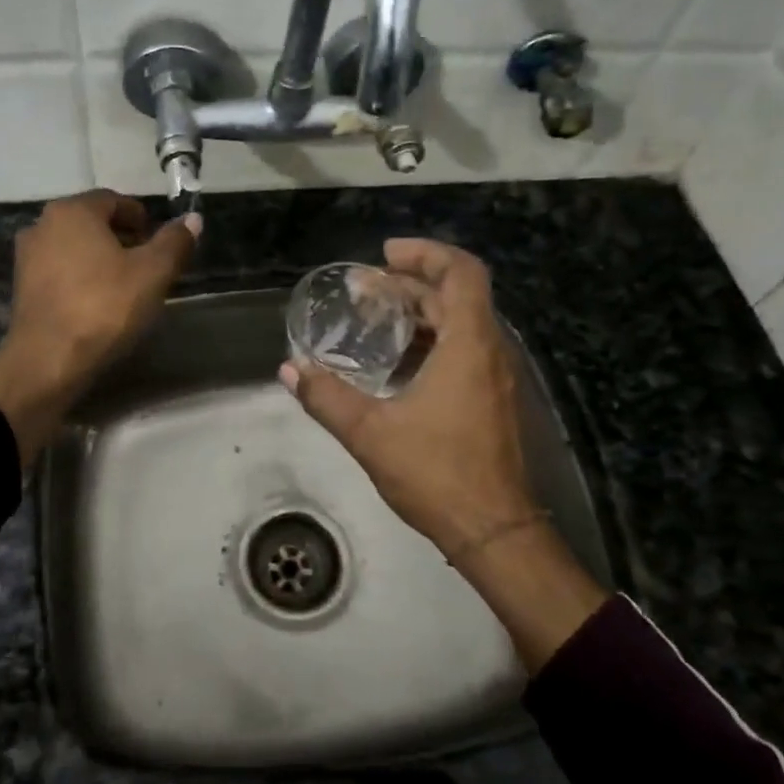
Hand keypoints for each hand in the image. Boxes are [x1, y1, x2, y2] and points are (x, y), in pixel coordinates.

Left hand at [0, 191, 199, 465]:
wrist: (48, 360)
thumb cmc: (104, 307)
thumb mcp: (152, 273)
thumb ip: (174, 242)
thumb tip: (193, 218)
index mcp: (73, 211)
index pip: (115, 200)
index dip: (142, 218)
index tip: (160, 243)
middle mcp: (43, 224)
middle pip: (92, 222)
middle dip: (122, 238)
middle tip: (148, 264)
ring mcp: (27, 256)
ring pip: (74, 247)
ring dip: (101, 258)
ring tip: (126, 286)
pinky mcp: (22, 287)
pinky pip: (60, 270)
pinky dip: (81, 277)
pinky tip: (98, 302)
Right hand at [281, 239, 605, 668]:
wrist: (495, 531)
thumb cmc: (437, 474)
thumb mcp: (370, 433)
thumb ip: (326, 397)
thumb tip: (289, 369)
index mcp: (469, 345)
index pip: (461, 272)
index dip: (425, 253)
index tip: (384, 255)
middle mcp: (490, 351)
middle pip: (456, 294)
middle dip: (409, 283)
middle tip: (363, 289)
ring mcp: (495, 377)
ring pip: (461, 323)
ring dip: (420, 312)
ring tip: (374, 319)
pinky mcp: (492, 400)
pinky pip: (464, 349)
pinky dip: (431, 340)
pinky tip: (396, 363)